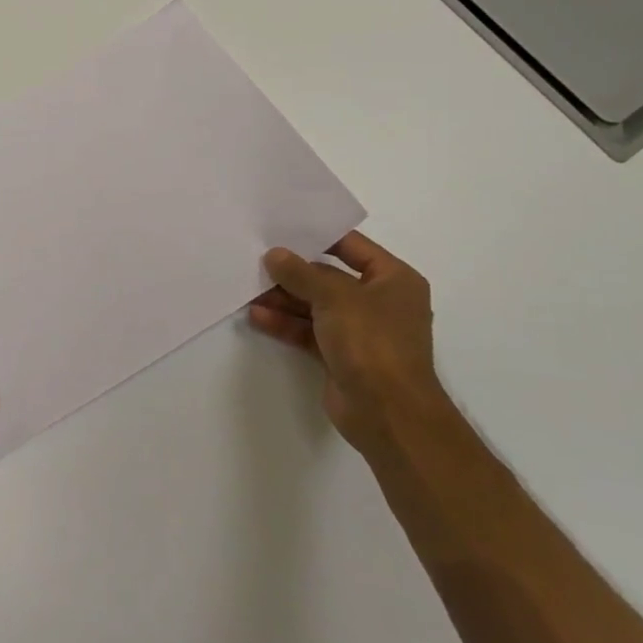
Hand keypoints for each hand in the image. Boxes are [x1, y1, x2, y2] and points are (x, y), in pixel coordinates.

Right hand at [249, 231, 447, 453]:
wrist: (388, 413)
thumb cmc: (372, 342)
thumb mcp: (334, 297)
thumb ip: (301, 273)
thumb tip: (274, 255)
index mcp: (393, 280)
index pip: (352, 246)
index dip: (318, 236)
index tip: (282, 229)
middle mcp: (379, 302)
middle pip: (329, 277)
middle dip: (294, 272)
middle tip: (256, 260)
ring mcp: (360, 331)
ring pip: (315, 306)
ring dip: (284, 299)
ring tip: (249, 289)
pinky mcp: (342, 356)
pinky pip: (309, 331)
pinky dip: (286, 324)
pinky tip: (258, 316)